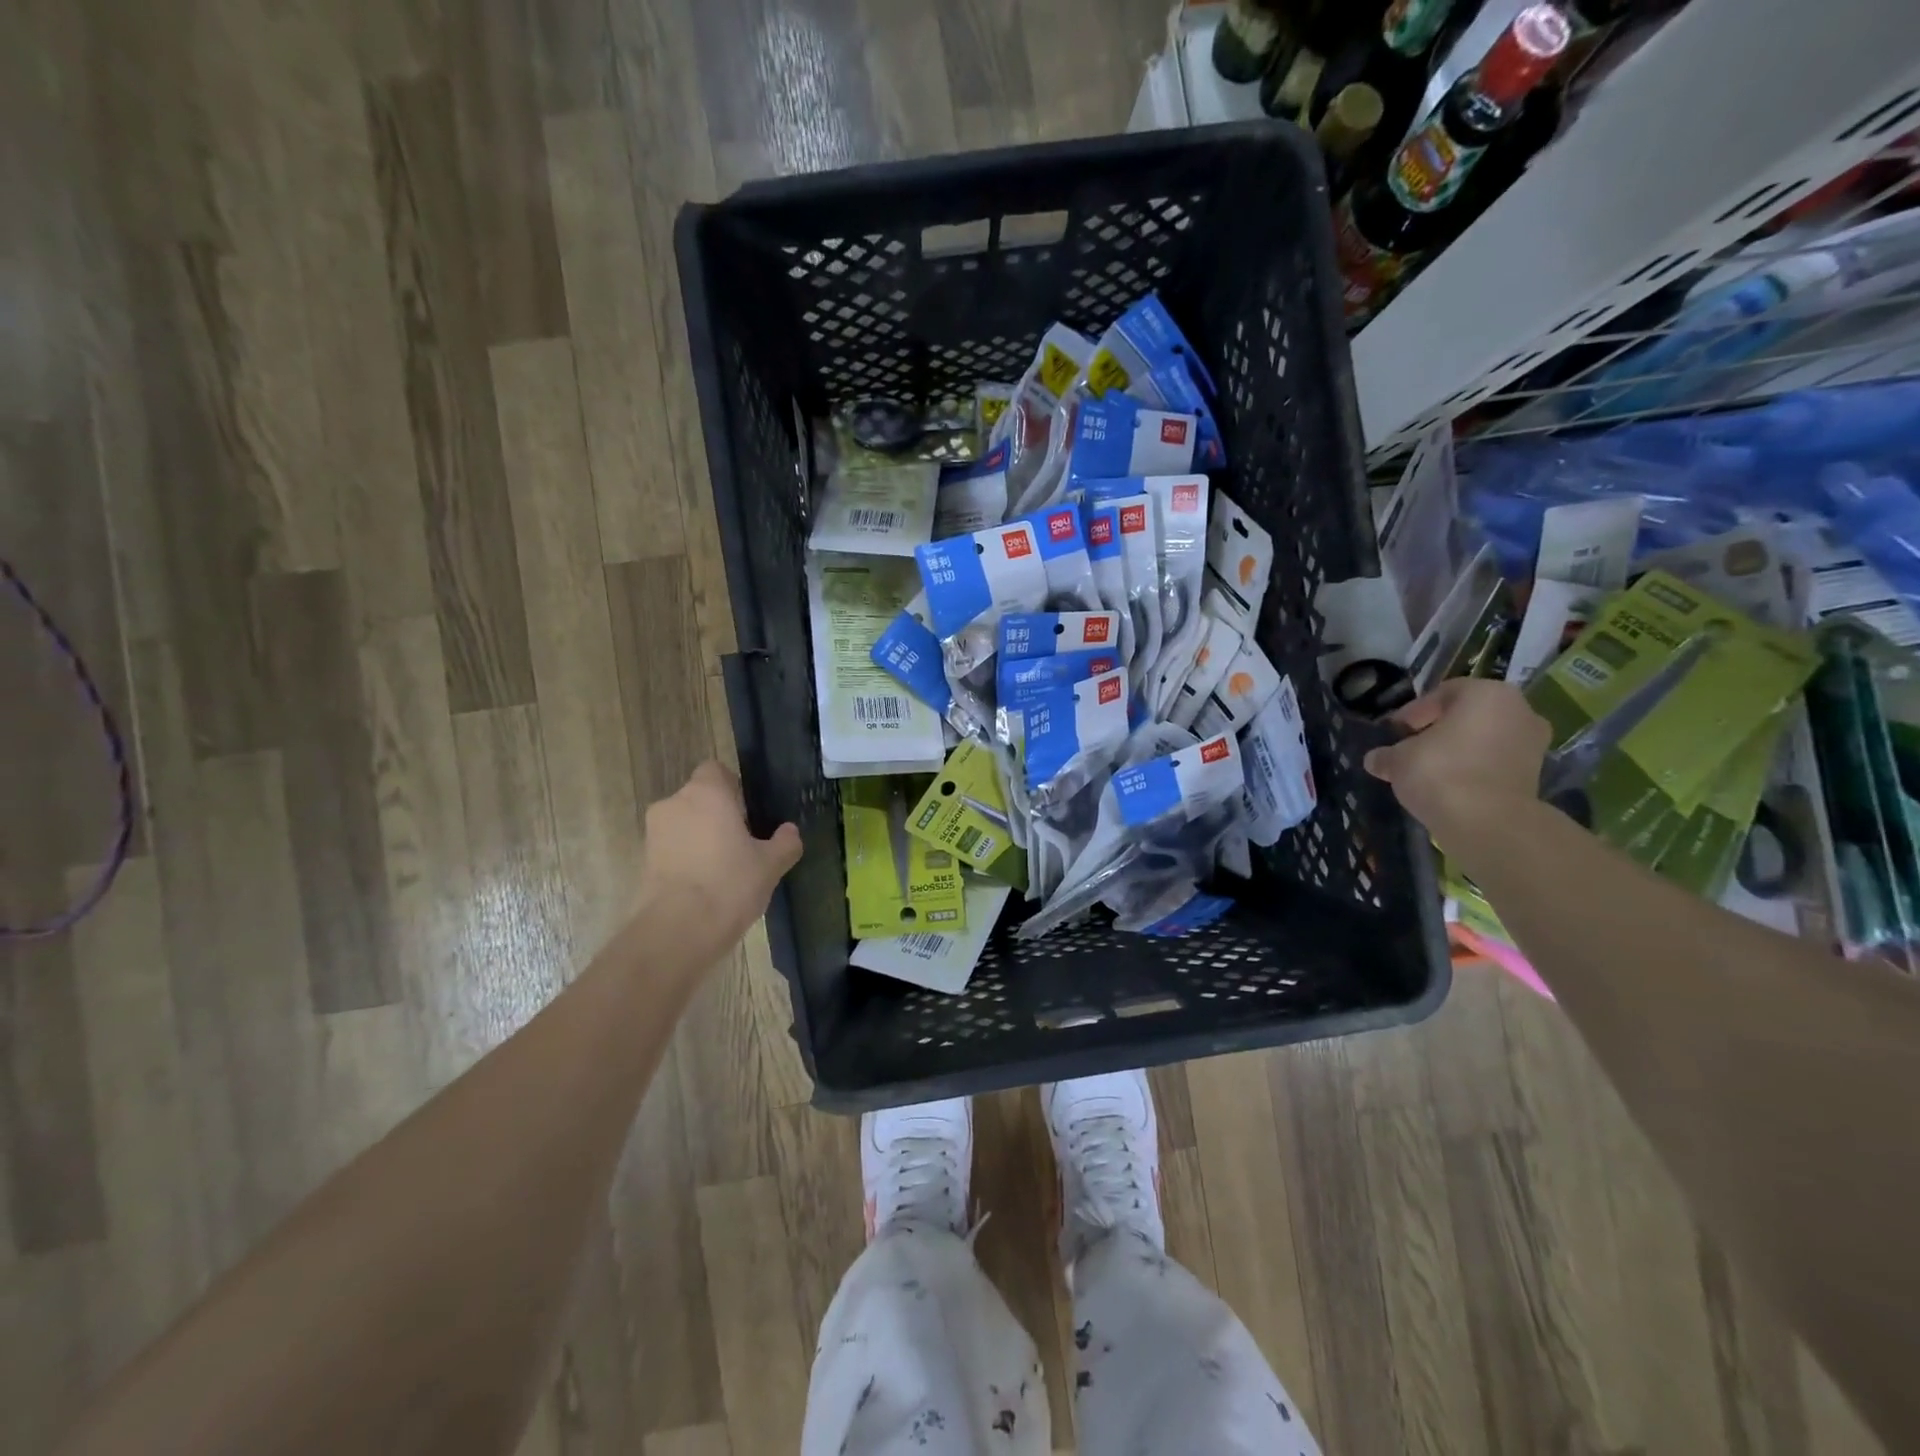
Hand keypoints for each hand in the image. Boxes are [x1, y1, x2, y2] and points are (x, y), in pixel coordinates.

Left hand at [635, 761, 801, 957]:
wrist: (677, 931)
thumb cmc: (730, 884)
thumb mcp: (770, 865)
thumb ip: (784, 843)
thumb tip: (790, 831)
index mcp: (707, 793)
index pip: (715, 770)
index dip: (732, 788)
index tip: (748, 813)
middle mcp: (675, 804)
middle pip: (699, 798)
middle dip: (717, 816)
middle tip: (742, 844)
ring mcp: (654, 833)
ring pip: (683, 825)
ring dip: (700, 839)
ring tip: (723, 870)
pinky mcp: (643, 862)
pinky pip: (671, 850)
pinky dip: (686, 860)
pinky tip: (705, 887)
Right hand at [1362, 679, 1550, 841]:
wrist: (1488, 822)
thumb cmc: (1440, 772)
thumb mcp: (1398, 760)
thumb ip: (1386, 755)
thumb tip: (1376, 759)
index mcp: (1486, 693)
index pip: (1441, 694)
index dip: (1412, 713)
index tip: (1395, 733)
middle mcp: (1519, 710)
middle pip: (1467, 715)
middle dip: (1438, 730)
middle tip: (1411, 749)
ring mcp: (1533, 743)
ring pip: (1483, 739)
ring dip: (1457, 750)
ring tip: (1429, 770)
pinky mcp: (1536, 774)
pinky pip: (1495, 762)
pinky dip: (1474, 769)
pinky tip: (1450, 786)